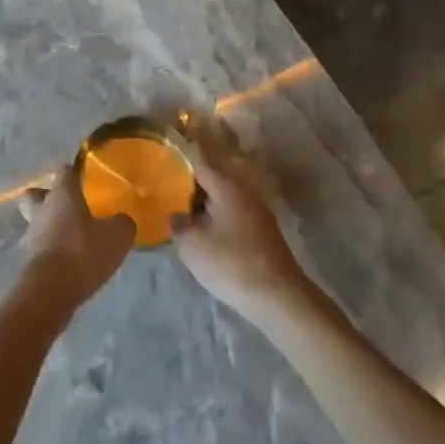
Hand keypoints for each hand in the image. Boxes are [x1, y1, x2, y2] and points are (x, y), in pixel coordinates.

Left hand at [18, 167, 135, 305]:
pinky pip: (42, 245)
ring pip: (38, 220)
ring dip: (52, 225)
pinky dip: (53, 248)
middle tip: (70, 206)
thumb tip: (121, 220)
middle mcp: (43, 208)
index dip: (75, 172)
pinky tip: (72, 259)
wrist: (50, 291)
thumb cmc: (83, 252)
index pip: (64, 171)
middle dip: (49, 197)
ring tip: (75, 237)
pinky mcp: (30, 259)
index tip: (87, 179)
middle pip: (37, 194)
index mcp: (62, 193)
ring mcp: (33, 234)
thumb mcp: (117, 236)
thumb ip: (122, 223)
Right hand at [168, 128, 310, 319]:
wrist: (278, 297)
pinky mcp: (262, 233)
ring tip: (181, 211)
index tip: (167, 146)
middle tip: (166, 185)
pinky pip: (232, 215)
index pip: (200, 160)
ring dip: (204, 203)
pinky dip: (216, 218)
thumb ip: (179, 224)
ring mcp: (257, 213)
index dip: (182, 152)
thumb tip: (178, 216)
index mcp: (226, 187)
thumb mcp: (192, 245)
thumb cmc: (231, 263)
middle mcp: (244, 193)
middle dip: (190, 182)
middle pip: (212, 179)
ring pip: (223, 199)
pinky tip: (204, 233)